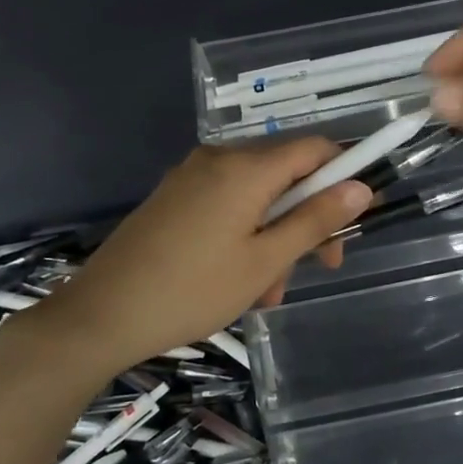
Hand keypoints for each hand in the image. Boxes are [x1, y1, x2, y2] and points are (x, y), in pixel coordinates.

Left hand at [0, 140, 372, 374]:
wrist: (102, 315)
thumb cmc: (193, 290)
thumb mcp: (265, 261)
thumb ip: (315, 220)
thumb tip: (360, 187)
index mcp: (245, 168)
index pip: (315, 148)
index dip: (345, 174)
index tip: (357, 217)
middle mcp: (219, 159)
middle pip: (286, 174)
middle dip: (307, 219)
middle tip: (317, 268)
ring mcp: (191, 177)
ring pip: (257, 196)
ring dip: (275, 237)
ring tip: (267, 293)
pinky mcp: (174, 198)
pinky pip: (227, 205)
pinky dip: (245, 235)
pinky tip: (238, 280)